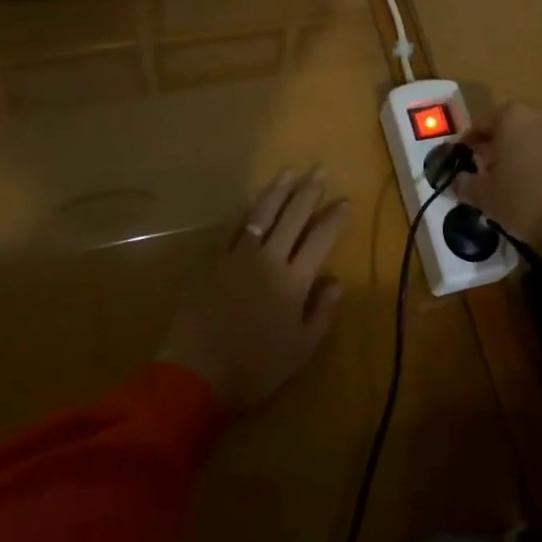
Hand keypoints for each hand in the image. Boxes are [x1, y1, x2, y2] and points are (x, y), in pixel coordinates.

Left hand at [157, 167, 349, 409]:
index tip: (345, 201)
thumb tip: (335, 280)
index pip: (320, 239)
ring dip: (278, 190)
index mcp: (294, 281)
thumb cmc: (254, 367)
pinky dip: (246, 211)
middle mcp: (269, 259)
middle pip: (293, 217)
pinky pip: (233, 228)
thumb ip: (322, 312)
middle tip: (321, 169)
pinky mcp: (213, 261)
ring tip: (289, 172)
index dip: (334, 219)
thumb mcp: (301, 350)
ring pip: (262, 214)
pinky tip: (253, 200)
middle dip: (309, 191)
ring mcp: (238, 256)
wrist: (196, 373)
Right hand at [455, 101, 541, 255]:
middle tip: (478, 172)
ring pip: (526, 144)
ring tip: (500, 186)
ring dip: (513, 160)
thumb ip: (465, 184)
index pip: (480, 125)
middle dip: (491, 150)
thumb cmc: (523, 199)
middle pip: (506, 131)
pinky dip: (532, 170)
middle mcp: (537, 119)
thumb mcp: (484, 195)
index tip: (457, 161)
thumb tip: (456, 181)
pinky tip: (526, 194)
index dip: (466, 144)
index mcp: (511, 117)